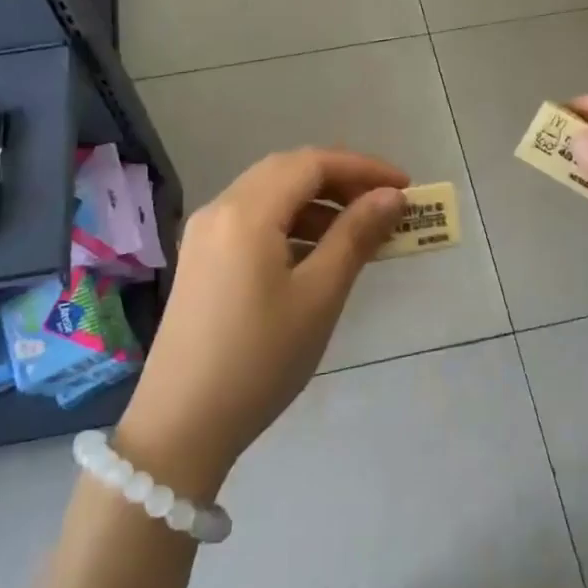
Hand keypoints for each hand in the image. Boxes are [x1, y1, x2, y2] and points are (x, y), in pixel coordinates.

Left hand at [113, 150, 407, 498]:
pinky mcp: (201, 260)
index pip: (312, 163)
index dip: (363, 169)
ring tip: (359, 234)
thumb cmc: (260, 358)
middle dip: (341, 181)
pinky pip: (253, 222)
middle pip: (288, 171)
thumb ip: (356, 236)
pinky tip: (317, 256)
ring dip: (317, 204)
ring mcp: (204, 235)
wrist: (183, 424)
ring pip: (269, 196)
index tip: (405, 188)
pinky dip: (291, 226)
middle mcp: (220, 209)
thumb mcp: (319, 296)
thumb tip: (390, 196)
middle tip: (384, 206)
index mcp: (246, 212)